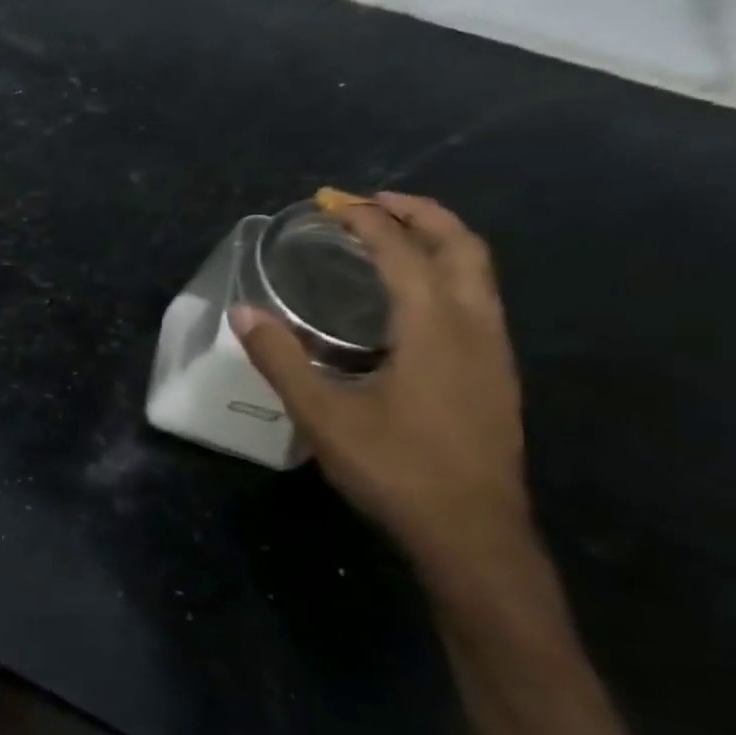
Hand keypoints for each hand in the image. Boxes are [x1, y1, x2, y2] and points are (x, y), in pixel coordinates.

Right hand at [233, 193, 542, 611]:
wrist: (470, 532)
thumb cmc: (394, 468)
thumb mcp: (322, 415)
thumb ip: (281, 358)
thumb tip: (242, 311)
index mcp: (436, 330)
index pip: (405, 254)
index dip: (369, 221)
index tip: (332, 202)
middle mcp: (475, 329)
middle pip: (463, 249)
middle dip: (420, 215)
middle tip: (370, 203)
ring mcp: (493, 353)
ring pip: (478, 275)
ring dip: (437, 242)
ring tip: (390, 236)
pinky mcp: (493, 375)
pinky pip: (475, 301)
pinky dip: (444, 275)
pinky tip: (407, 300)